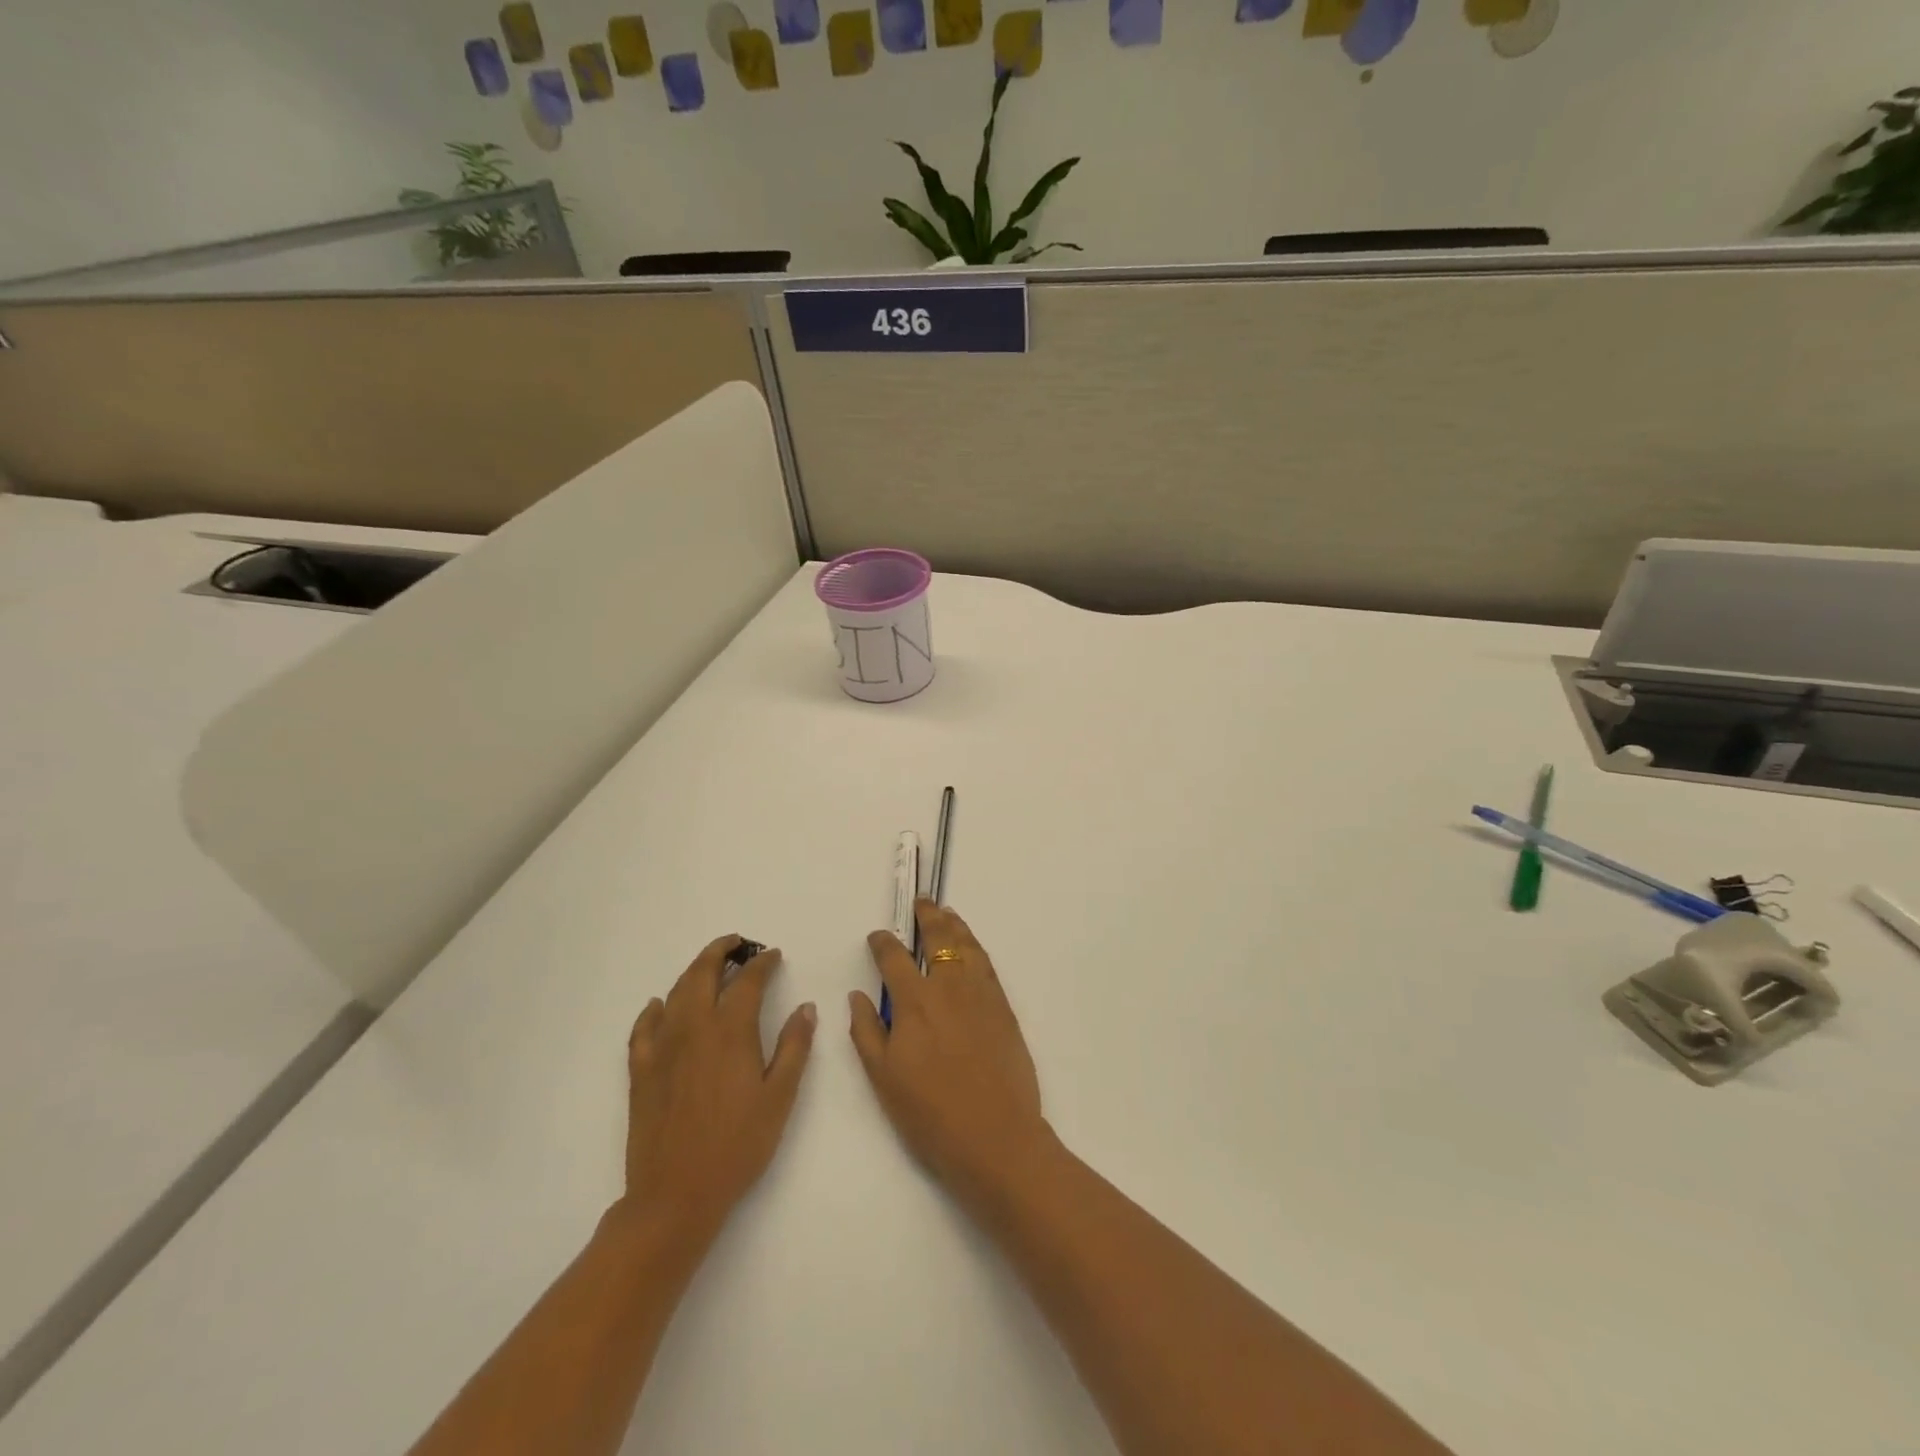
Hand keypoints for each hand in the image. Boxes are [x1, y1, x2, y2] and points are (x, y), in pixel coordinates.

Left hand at [622, 936, 815, 1244]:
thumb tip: (805, 1007)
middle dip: (720, 951)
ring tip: (708, 966)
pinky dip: (654, 1010)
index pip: (748, 981)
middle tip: (737, 943)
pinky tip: (659, 1006)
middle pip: (703, 974)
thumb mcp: (779, 1097)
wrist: (675, 1195)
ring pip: (675, 993)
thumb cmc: (737, 1146)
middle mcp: (694, 1028)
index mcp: (731, 1032)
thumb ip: (794, 1047)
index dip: (762, 963)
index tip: (773, 955)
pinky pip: (643, 1028)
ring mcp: (662, 1048)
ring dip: (692, 972)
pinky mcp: (641, 1071)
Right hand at [850, 902, 1051, 1208]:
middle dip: (927, 917)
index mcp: (915, 1002)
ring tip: (947, 913)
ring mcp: (981, 994)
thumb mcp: (884, 1079)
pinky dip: (976, 947)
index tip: (878, 936)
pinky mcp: (1004, 1007)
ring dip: (955, 925)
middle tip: (922, 902)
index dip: (883, 942)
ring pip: (967, 945)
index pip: (894, 958)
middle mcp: (949, 986)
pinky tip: (971, 948)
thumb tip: (858, 995)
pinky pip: (987, 965)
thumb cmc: (931, 1114)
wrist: (996, 1136)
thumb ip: (868, 1031)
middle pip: (938, 938)